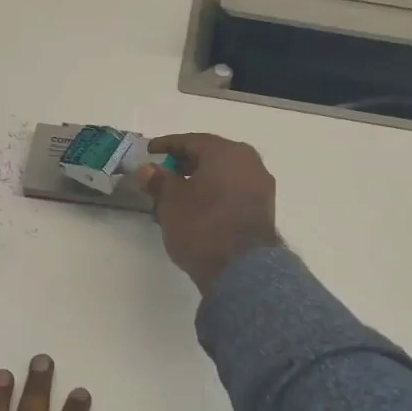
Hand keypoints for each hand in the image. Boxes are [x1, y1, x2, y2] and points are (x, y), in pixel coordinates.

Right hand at [135, 133, 281, 294]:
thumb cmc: (201, 227)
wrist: (241, 269)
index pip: (191, 141)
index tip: (149, 151)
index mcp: (226, 152)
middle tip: (163, 174)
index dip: (167, 145)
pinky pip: (234, 192)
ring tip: (177, 196)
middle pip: (211, 156)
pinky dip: (215, 194)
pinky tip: (198, 209)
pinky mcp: (264, 209)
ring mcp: (261, 186)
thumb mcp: (171, 202)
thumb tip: (148, 169)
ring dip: (201, 181)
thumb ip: (158, 180)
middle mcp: (249, 162)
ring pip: (224, 175)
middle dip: (185, 164)